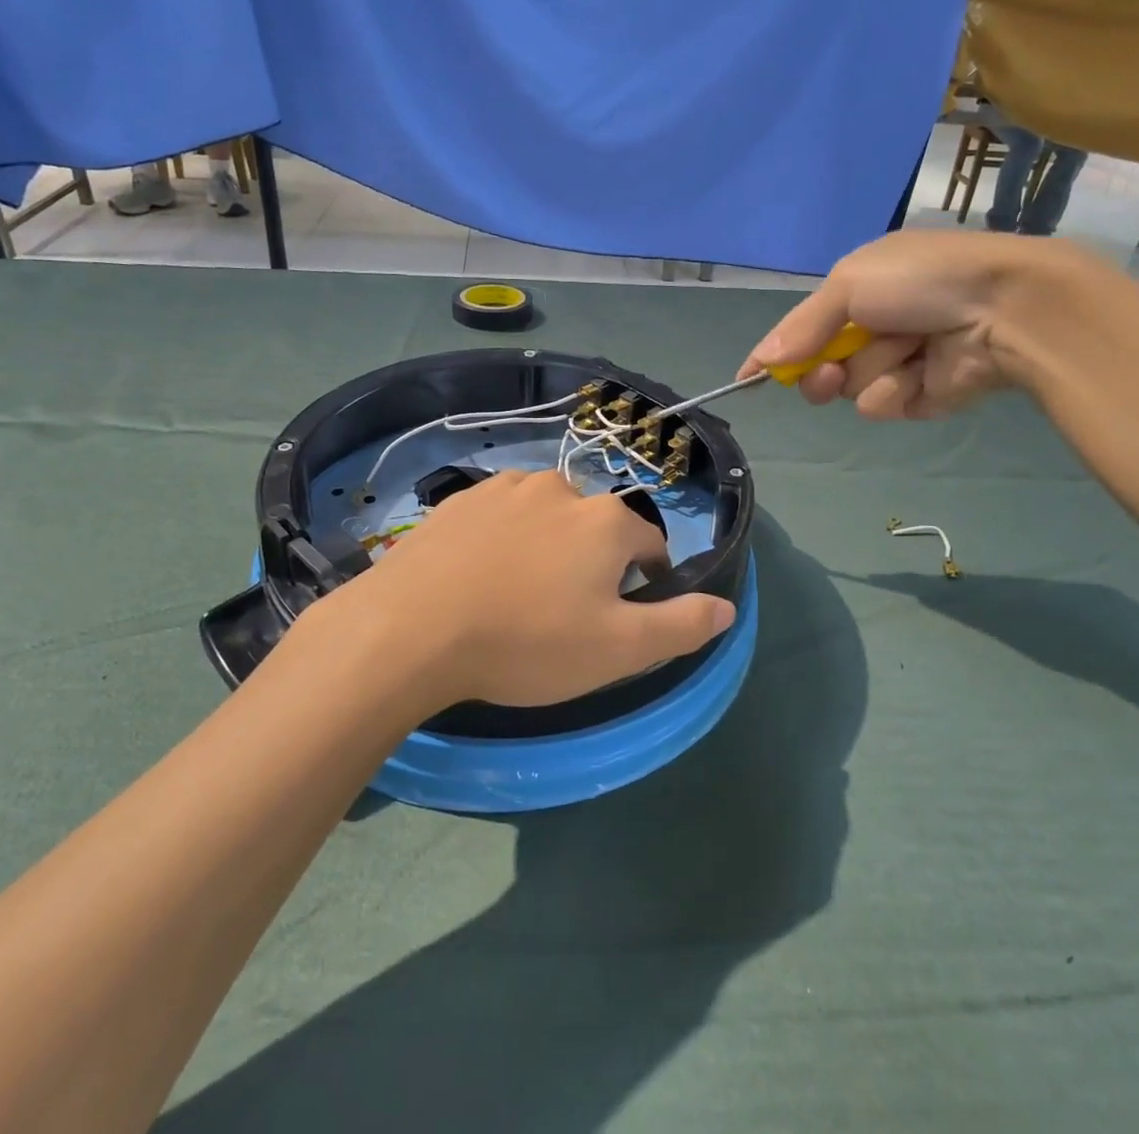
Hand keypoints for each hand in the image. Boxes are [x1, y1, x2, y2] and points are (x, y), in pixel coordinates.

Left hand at [311, 471, 734, 710]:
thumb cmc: (526, 642)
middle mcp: (561, 488)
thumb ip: (681, 625)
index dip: (642, 583)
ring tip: (517, 596)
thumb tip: (727, 607)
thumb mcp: (617, 650)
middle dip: (591, 564)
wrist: (410, 627)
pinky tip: (478, 577)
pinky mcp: (460, 499)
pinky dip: (502, 540)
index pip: (648, 545)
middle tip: (561, 615)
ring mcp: (506, 487)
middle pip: (595, 528)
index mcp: (605, 521)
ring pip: (546, 518)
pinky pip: (500, 516)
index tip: (616, 619)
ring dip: (546, 547)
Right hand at [743, 231, 1077, 420]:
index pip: (803, 328)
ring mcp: (898, 364)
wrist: (1005, 307)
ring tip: (908, 350)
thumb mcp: (850, 283)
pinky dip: (897, 390)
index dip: (776, 352)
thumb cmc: (921, 281)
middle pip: (820, 367)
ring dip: (870, 371)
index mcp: (860, 291)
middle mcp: (875, 328)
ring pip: (851, 388)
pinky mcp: (922, 397)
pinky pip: (883, 405)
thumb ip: (802, 326)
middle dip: (818, 372)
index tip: (748, 378)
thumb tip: (759, 361)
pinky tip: (924, 373)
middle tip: (826, 372)